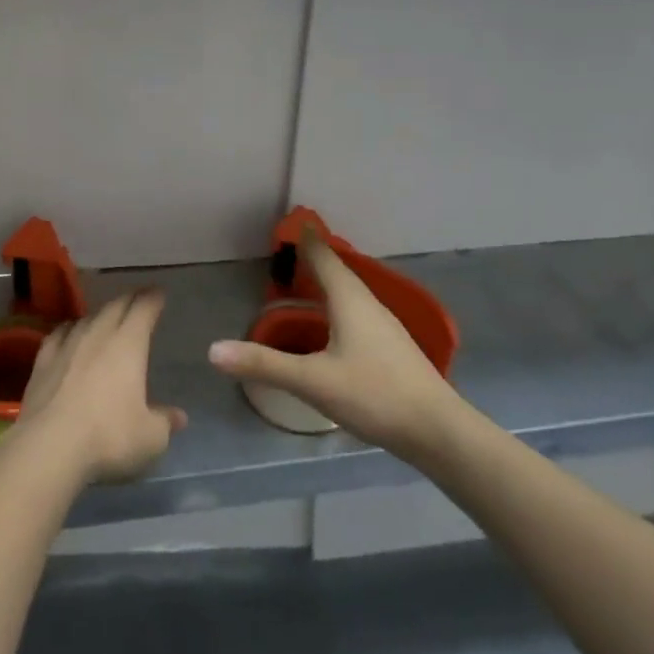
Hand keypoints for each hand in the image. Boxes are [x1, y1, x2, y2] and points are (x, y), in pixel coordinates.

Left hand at [10, 290, 186, 485]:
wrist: (50, 446)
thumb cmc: (108, 437)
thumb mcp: (150, 438)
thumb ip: (164, 422)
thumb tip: (178, 417)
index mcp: (128, 344)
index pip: (143, 309)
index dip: (153, 299)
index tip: (159, 293)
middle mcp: (98, 334)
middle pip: (115, 307)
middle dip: (129, 300)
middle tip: (138, 299)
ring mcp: (67, 344)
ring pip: (87, 318)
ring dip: (100, 315)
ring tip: (106, 318)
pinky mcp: (43, 360)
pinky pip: (59, 334)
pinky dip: (69, 330)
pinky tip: (69, 333)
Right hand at [207, 229, 466, 463]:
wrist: (440, 433)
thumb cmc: (375, 395)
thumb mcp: (312, 381)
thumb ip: (263, 364)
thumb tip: (213, 350)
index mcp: (349, 300)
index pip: (322, 256)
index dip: (304, 238)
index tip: (289, 221)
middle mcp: (367, 304)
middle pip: (337, 271)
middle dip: (313, 257)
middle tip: (288, 249)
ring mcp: (384, 326)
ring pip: (349, 292)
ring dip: (327, 281)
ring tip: (304, 280)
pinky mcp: (391, 348)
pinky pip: (357, 311)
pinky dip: (338, 303)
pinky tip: (332, 323)